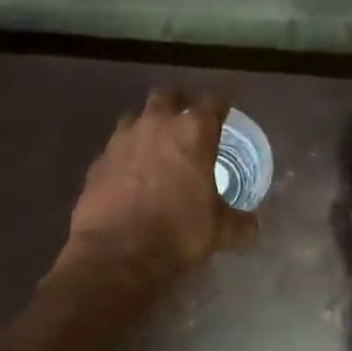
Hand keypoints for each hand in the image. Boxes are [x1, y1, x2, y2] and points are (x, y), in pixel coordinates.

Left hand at [58, 89, 258, 280]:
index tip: (223, 115)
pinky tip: (129, 176)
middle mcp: (157, 124)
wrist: (117, 254)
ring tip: (154, 148)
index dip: (220, 107)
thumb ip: (240, 223)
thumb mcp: (220, 231)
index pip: (213, 102)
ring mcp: (122, 139)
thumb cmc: (178, 233)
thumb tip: (253, 226)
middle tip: (185, 125)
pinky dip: (124, 155)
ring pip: (135, 117)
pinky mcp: (98, 160)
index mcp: (193, 132)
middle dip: (178, 104)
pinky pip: (115, 147)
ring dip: (146, 127)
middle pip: (167, 96)